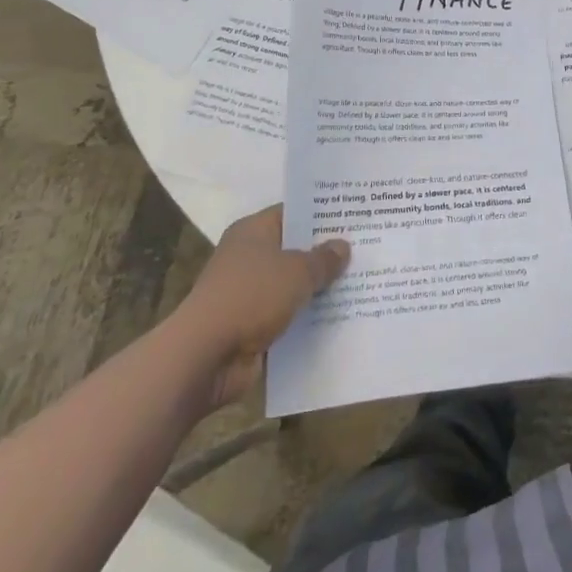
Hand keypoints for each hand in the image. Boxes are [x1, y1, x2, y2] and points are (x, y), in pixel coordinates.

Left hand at [171, 205, 348, 408]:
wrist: (204, 357)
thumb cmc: (250, 296)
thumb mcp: (297, 271)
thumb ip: (323, 259)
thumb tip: (343, 247)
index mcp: (253, 231)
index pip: (293, 213)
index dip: (322, 214)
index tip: (355, 217)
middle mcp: (249, 258)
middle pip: (295, 250)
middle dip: (326, 253)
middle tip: (366, 249)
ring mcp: (249, 294)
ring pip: (293, 286)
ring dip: (319, 290)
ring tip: (363, 283)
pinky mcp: (251, 327)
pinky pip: (288, 317)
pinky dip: (308, 319)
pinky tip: (341, 317)